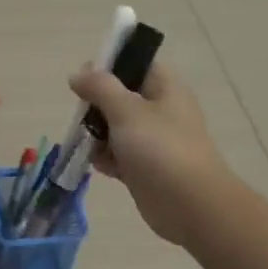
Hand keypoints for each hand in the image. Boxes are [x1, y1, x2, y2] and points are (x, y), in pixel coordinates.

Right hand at [68, 60, 231, 247]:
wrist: (190, 204)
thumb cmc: (160, 149)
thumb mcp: (126, 110)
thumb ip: (100, 88)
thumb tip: (78, 73)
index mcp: (164, 87)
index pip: (135, 63)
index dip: (108, 67)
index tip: (84, 80)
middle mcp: (160, 109)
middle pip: (120, 96)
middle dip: (97, 106)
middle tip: (82, 117)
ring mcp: (153, 140)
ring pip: (116, 127)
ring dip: (97, 134)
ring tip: (87, 144)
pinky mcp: (145, 167)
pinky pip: (119, 155)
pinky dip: (106, 158)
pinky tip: (98, 165)